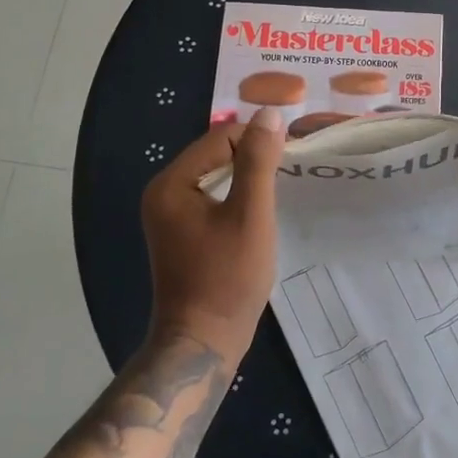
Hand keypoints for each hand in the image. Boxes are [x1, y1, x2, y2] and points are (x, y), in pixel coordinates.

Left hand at [140, 109, 285, 362]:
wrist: (203, 342)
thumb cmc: (227, 278)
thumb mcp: (250, 216)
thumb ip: (259, 162)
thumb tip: (270, 114)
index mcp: (171, 183)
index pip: (220, 137)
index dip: (259, 140)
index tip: (294, 154)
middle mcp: (163, 192)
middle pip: (216, 153)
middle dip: (254, 158)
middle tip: (291, 172)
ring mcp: (170, 214)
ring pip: (217, 176)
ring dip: (248, 178)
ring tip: (281, 190)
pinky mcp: (182, 232)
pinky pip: (213, 198)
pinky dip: (238, 198)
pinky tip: (260, 212)